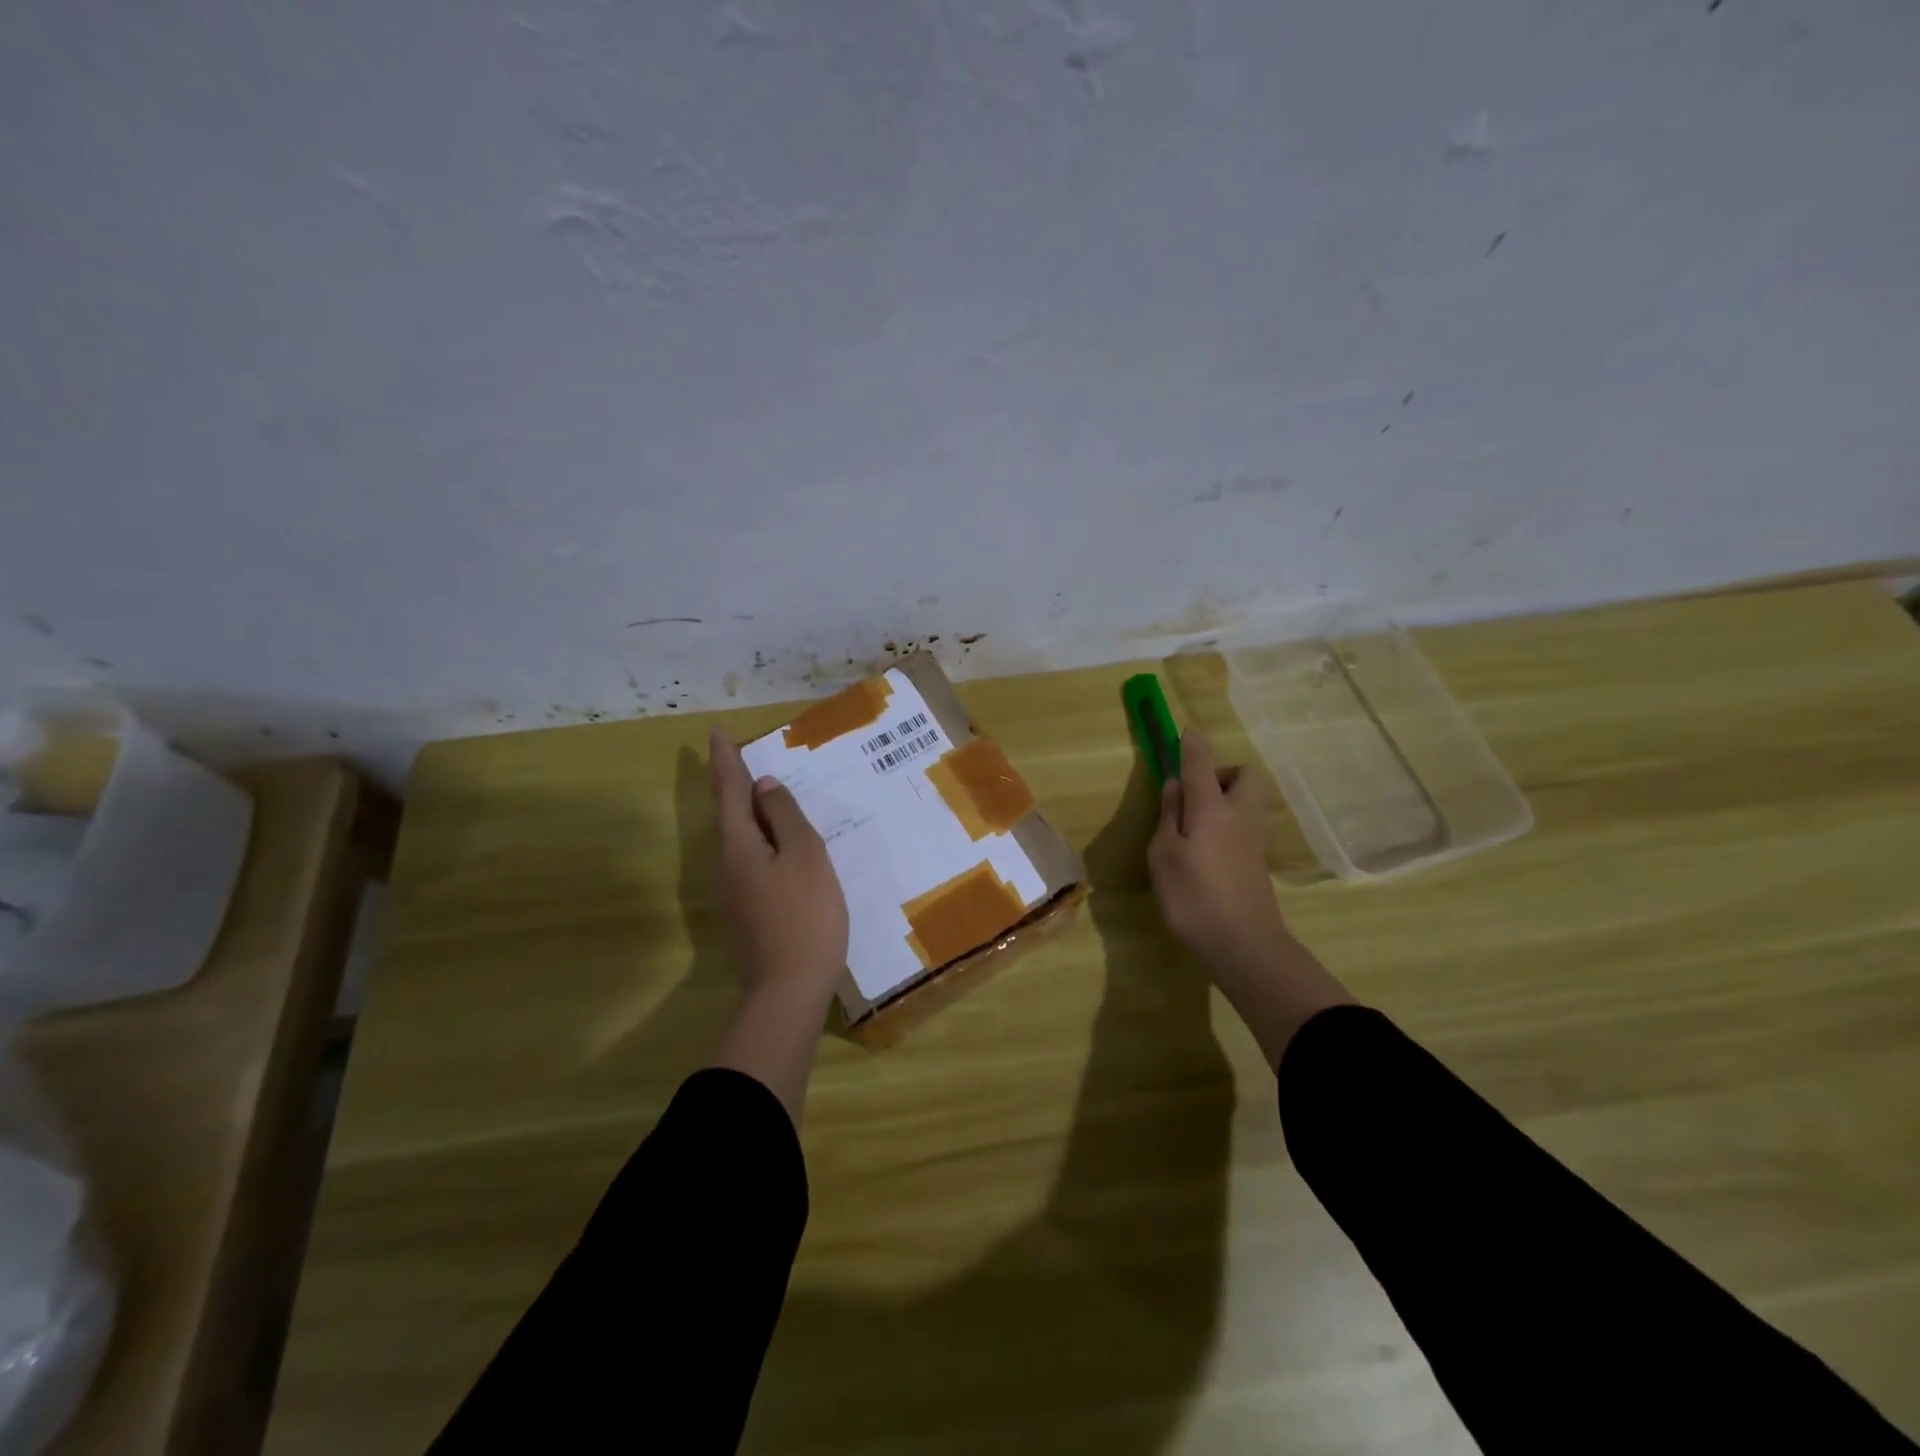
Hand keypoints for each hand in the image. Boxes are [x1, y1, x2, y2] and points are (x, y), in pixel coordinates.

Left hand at [710, 726, 849, 1009]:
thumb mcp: (804, 856)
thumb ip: (785, 817)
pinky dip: (761, 839)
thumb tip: (763, 787)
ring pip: (739, 838)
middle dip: (734, 784)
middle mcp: (726, 864)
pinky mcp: (746, 910)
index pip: (728, 790)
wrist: (788, 990)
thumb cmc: (804, 915)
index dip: (725, 760)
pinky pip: (750, 858)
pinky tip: (780, 842)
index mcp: (738, 844)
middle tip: (745, 757)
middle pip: (727, 814)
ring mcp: (733, 891)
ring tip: (767, 793)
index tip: (716, 732)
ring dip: (749, 812)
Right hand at [1148, 729, 1352, 1064]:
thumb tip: (1177, 786)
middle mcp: (1239, 815)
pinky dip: (1225, 822)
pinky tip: (1204, 848)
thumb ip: (1170, 816)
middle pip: (1242, 776)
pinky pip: (1242, 823)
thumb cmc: (1193, 897)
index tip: (1184, 731)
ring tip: (1191, 824)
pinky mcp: (1256, 861)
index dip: (1191, 746)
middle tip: (1191, 795)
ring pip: (1245, 800)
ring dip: (1222, 798)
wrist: (1244, 945)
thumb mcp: (1164, 855)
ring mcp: (1252, 839)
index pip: (1201, 764)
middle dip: (1219, 773)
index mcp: (1212, 808)